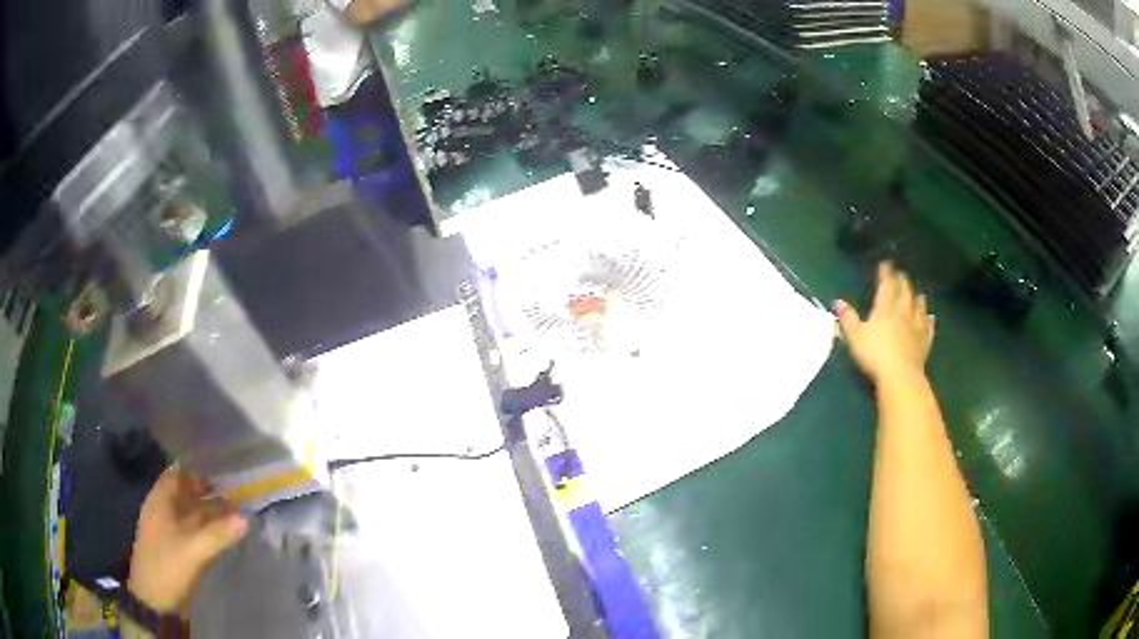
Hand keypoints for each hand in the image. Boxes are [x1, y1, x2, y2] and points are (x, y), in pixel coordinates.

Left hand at [128, 468, 247, 613]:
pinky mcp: (177, 547)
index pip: (178, 473)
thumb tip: (245, 518)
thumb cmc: (167, 567)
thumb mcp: (192, 551)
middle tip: (236, 489)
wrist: (155, 600)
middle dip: (208, 490)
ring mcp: (170, 530)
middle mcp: (164, 510)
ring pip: (192, 512)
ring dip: (211, 511)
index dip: (197, 468)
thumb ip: (217, 534)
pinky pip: (195, 529)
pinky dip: (209, 527)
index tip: (221, 466)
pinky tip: (225, 531)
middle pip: (187, 493)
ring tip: (238, 511)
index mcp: (160, 501)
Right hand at [835, 262, 933, 382]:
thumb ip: (847, 318)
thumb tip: (838, 302)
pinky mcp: (924, 341)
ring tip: (918, 294)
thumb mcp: (855, 336)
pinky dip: (929, 320)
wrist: (900, 375)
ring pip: (919, 306)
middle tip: (901, 275)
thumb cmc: (875, 354)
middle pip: (904, 291)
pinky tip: (930, 318)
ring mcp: (916, 325)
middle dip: (902, 281)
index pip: (886, 284)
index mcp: (885, 307)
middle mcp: (903, 311)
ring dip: (917, 299)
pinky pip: (928, 326)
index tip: (885, 264)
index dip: (885, 272)